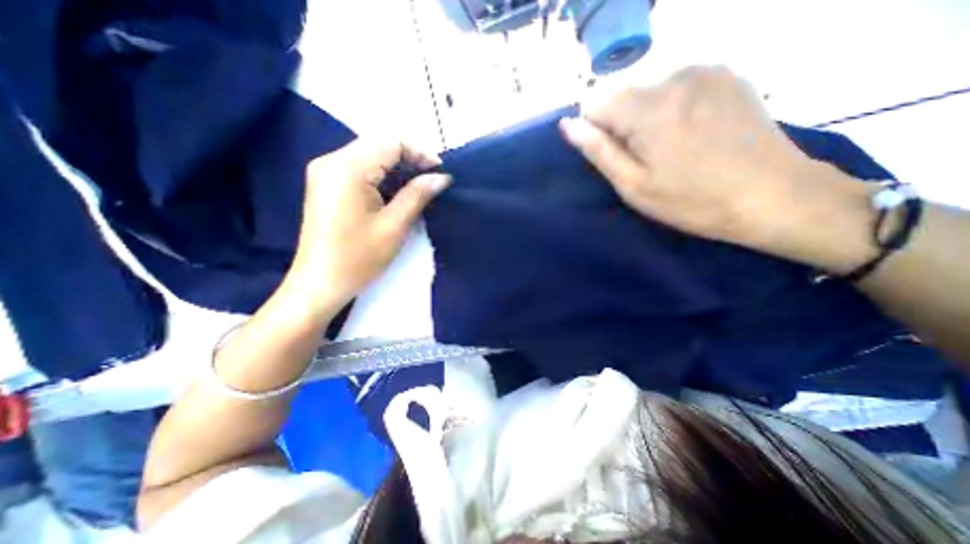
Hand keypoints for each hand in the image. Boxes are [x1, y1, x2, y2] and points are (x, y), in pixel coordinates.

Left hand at [284, 140, 450, 316]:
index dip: (420, 153)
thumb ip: (418, 195)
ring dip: (396, 168)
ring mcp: (324, 172)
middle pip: (378, 145)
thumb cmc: (358, 258)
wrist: (319, 283)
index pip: (390, 142)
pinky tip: (395, 193)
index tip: (440, 174)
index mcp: (347, 168)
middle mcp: (331, 161)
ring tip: (419, 188)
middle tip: (432, 181)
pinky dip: (381, 176)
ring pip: (369, 155)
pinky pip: (359, 168)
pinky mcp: (325, 184)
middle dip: (409, 159)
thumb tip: (442, 177)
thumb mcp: (394, 226)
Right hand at [557, 66, 875, 272]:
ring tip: (673, 149)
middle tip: (647, 159)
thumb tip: (568, 125)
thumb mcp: (634, 185)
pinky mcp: (726, 74)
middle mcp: (675, 76)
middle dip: (623, 125)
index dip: (597, 131)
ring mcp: (705, 70)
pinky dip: (672, 108)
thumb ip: (598, 150)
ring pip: (648, 92)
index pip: (595, 103)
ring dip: (647, 117)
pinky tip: (693, 133)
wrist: (774, 195)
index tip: (617, 156)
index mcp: (649, 108)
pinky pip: (676, 87)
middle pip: (622, 96)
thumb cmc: (692, 200)